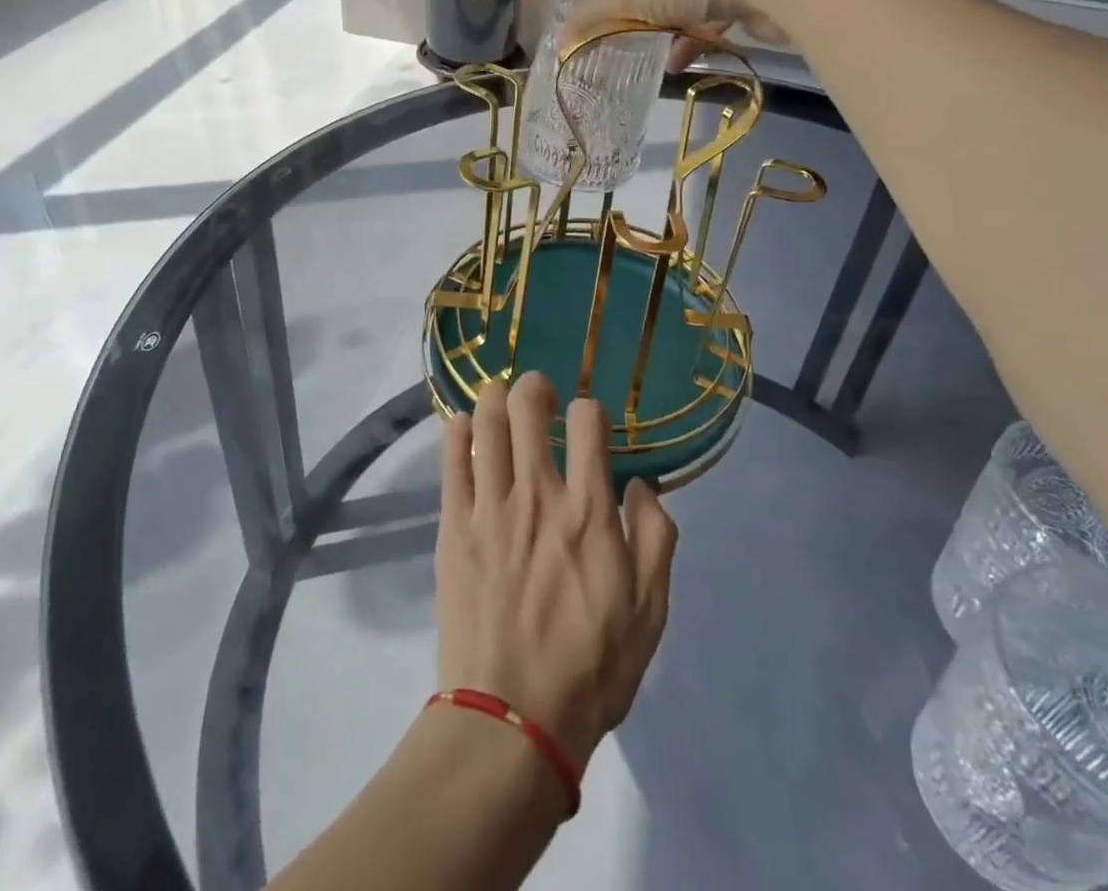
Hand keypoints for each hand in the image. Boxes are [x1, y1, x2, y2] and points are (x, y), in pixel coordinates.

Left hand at [435, 373, 678, 771]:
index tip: (590, 425)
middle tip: (539, 395)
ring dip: (494, 398)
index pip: (588, 421)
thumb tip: (641, 484)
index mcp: (589, 510)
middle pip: (527, 406)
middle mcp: (538, 494)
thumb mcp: (651, 611)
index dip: (592, 410)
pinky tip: (463, 426)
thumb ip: (656, 537)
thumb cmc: (591, 667)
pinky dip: (456, 430)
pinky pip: (451, 459)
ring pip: (485, 422)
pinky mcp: (454, 525)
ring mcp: (489, 506)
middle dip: (535, 387)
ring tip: (501, 400)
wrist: (511, 720)